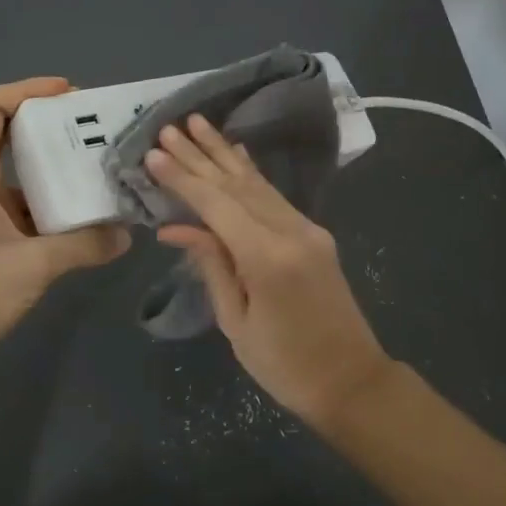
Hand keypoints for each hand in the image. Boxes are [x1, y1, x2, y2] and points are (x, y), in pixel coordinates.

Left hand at [0, 78, 129, 366]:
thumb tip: (127, 234)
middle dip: (52, 126)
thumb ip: (84, 245)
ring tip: (103, 169)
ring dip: (57, 167)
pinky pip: (24, 204)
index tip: (71, 95)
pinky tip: (88, 215)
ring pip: (20, 171)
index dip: (28, 90)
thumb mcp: (32, 266)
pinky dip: (54, 203)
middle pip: (8, 132)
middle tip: (99, 131)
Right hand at [146, 115, 393, 425]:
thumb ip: (211, 264)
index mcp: (267, 257)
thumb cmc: (284, 364)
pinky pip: (275, 196)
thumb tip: (176, 227)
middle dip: (200, 155)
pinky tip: (237, 152)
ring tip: (198, 124)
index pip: (216, 205)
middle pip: (237, 184)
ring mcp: (308, 229)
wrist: (351, 380)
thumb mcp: (235, 321)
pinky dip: (251, 173)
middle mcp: (291, 231)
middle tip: (169, 128)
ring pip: (258, 183)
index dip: (184, 178)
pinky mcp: (314, 234)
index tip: (154, 154)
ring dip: (224, 154)